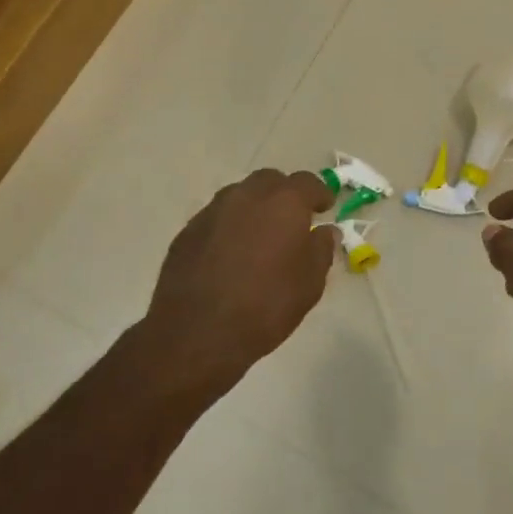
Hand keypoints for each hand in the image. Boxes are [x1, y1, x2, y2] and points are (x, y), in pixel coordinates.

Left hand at [142, 169, 337, 397]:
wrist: (197, 332)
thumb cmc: (266, 306)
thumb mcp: (310, 284)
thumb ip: (321, 250)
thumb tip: (324, 232)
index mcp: (283, 202)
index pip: (308, 182)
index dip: (319, 193)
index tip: (324, 209)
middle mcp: (246, 196)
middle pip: (270, 181)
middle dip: (285, 195)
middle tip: (293, 221)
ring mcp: (213, 211)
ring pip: (240, 196)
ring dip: (255, 208)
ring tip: (261, 238)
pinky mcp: (188, 231)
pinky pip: (217, 218)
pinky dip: (230, 227)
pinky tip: (231, 254)